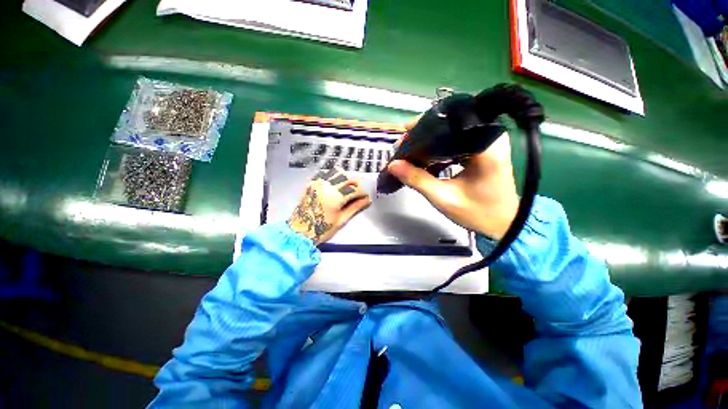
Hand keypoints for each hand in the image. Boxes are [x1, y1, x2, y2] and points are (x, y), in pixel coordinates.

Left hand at [288, 167, 370, 244]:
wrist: (300, 232)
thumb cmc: (321, 229)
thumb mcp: (341, 220)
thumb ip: (355, 207)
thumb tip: (366, 201)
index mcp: (335, 197)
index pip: (355, 189)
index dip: (363, 193)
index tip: (366, 197)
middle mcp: (327, 186)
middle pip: (347, 177)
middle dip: (356, 183)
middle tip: (359, 192)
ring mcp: (318, 184)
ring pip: (337, 172)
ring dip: (346, 178)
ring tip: (348, 188)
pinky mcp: (312, 184)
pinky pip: (326, 175)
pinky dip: (335, 178)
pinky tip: (336, 187)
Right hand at [387, 121, 518, 239]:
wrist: (503, 224)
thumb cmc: (478, 213)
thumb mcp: (443, 198)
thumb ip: (417, 180)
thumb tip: (393, 165)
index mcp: (486, 146)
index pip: (449, 124)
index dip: (422, 128)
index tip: (403, 137)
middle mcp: (490, 137)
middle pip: (449, 126)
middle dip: (423, 136)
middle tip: (403, 149)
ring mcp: (488, 142)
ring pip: (451, 133)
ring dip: (429, 143)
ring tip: (410, 154)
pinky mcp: (484, 149)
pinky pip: (456, 142)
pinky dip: (439, 149)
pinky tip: (426, 159)